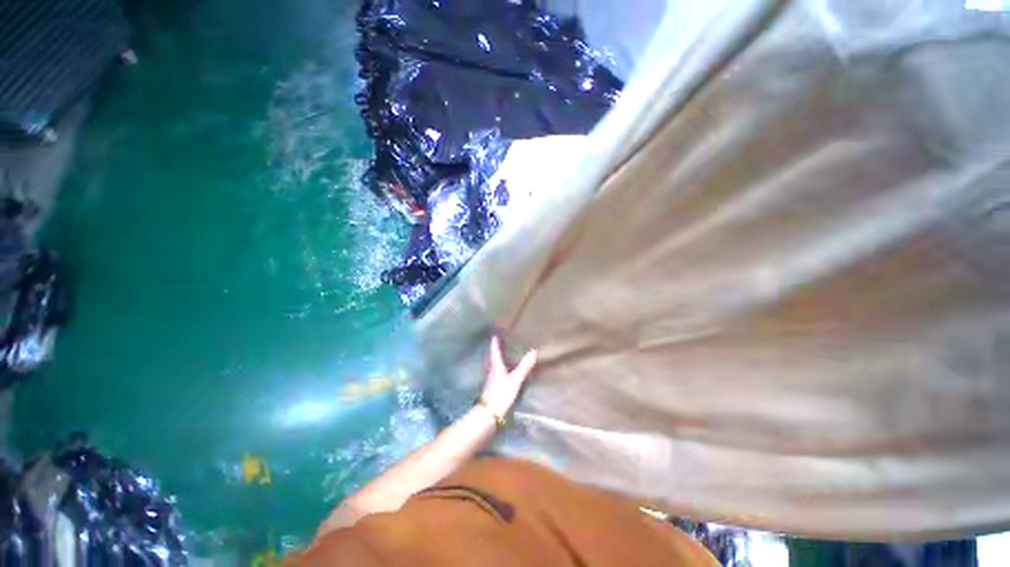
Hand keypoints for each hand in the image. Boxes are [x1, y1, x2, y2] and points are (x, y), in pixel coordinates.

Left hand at [480, 337, 537, 417]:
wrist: (489, 414)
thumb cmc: (501, 393)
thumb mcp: (514, 380)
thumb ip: (524, 367)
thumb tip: (533, 351)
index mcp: (496, 367)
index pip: (495, 352)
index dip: (495, 344)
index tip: (494, 335)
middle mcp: (492, 372)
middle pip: (494, 359)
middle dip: (497, 352)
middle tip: (500, 344)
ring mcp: (492, 382)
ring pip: (495, 367)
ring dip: (499, 361)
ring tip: (504, 357)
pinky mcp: (494, 390)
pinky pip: (498, 376)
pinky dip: (501, 371)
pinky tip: (505, 374)